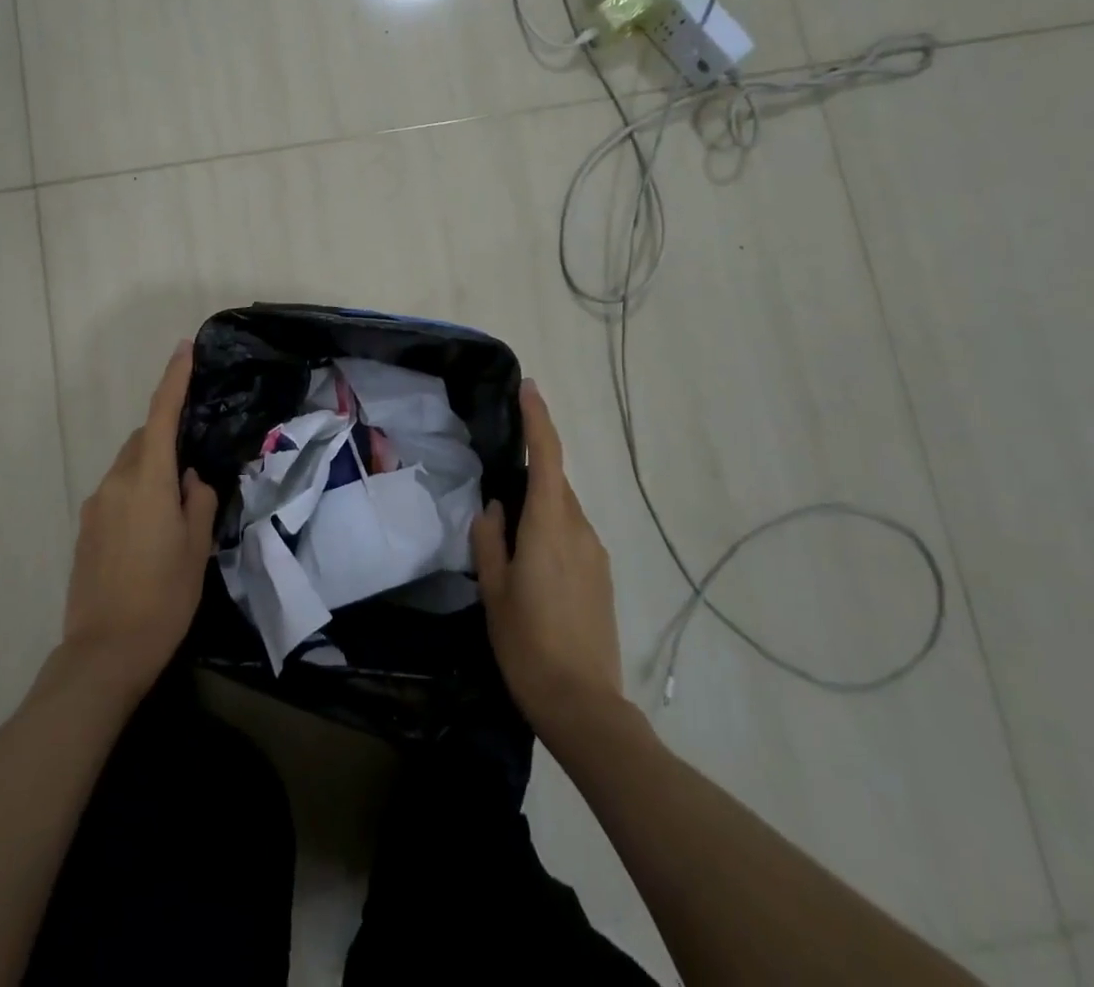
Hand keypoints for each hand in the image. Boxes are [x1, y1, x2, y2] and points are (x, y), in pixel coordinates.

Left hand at [61, 341, 217, 694]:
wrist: (104, 653)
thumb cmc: (163, 597)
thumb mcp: (196, 548)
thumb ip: (198, 500)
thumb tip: (189, 478)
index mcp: (147, 480)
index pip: (161, 415)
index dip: (173, 379)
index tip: (183, 348)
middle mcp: (115, 483)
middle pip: (143, 441)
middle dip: (167, 438)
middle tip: (195, 467)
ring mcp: (95, 506)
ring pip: (129, 467)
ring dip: (151, 469)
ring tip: (175, 509)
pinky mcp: (85, 529)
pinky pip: (116, 492)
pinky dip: (136, 493)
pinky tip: (150, 532)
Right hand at [471, 378, 624, 739]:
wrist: (584, 705)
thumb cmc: (527, 645)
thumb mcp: (495, 592)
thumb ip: (491, 541)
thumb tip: (494, 507)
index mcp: (550, 527)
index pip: (547, 458)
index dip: (539, 419)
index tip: (529, 388)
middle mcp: (579, 531)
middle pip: (556, 484)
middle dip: (531, 473)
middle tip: (497, 488)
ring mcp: (596, 554)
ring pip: (564, 511)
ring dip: (540, 508)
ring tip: (509, 537)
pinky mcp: (602, 576)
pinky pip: (573, 535)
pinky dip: (552, 531)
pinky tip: (532, 565)